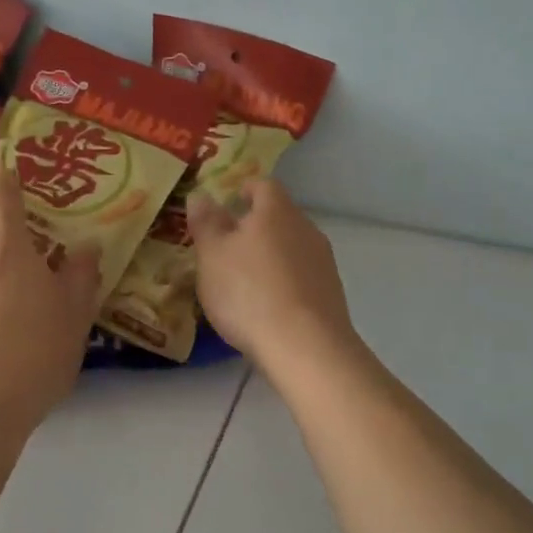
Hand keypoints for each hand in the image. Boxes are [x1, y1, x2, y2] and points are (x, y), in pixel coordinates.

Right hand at [188, 178, 355, 367]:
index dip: (245, 189)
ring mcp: (323, 261)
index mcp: (276, 211)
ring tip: (246, 279)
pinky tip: (269, 305)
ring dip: (271, 255)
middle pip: (280, 216)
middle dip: (256, 226)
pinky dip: (285, 281)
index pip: (263, 185)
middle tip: (229, 244)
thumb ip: (206, 223)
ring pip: (292, 246)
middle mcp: (305, 228)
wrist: (306, 347)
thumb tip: (201, 195)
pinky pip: (303, 275)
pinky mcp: (332, 293)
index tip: (231, 200)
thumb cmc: (249, 292)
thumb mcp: (212, 256)